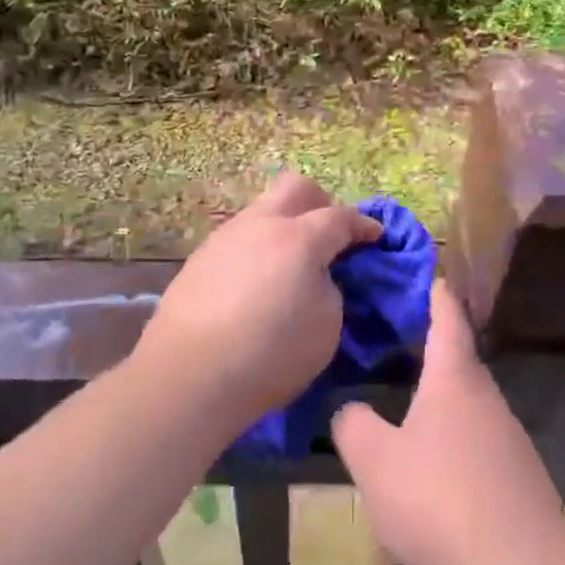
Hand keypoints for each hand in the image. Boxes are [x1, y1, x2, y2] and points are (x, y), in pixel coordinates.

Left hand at [134, 171, 381, 424]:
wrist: (189, 376)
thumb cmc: (271, 354)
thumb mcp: (327, 326)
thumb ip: (330, 289)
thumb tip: (317, 276)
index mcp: (300, 238)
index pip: (341, 217)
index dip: (363, 225)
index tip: (375, 236)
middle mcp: (261, 225)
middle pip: (296, 188)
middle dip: (321, 203)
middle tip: (331, 234)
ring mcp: (225, 237)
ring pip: (262, 210)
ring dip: (284, 226)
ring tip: (290, 263)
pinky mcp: (199, 258)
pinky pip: (239, 239)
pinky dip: (257, 249)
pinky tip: (256, 282)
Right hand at [333, 281, 564, 564]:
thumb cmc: (440, 499)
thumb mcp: (376, 463)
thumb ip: (353, 427)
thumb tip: (350, 409)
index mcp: (453, 378)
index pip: (446, 317)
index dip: (434, 293)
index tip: (426, 273)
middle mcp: (486, 396)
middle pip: (457, 359)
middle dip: (428, 347)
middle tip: (393, 342)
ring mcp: (508, 436)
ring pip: (467, 403)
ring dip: (440, 397)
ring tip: (405, 405)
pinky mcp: (518, 475)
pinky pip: (478, 439)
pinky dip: (453, 436)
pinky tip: (433, 467)